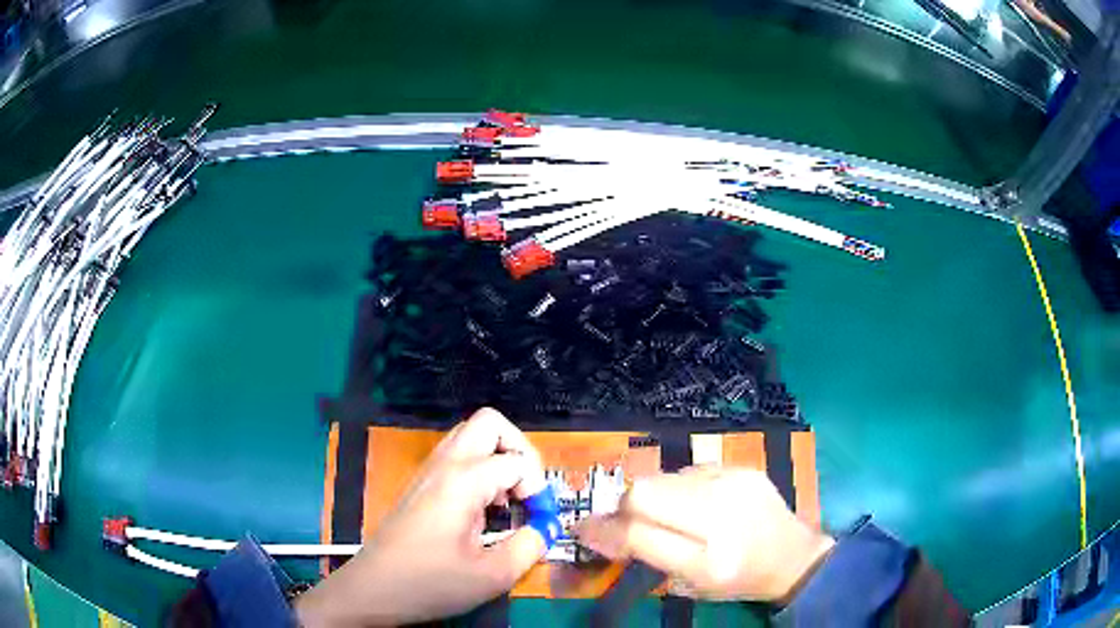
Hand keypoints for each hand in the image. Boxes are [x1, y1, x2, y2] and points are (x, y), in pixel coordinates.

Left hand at [295, 408, 547, 626]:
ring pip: (471, 436)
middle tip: (528, 490)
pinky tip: (482, 509)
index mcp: (463, 481)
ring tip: (507, 501)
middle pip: (490, 423)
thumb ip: (530, 546)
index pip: (518, 461)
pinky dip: (480, 469)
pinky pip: (457, 457)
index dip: (540, 489)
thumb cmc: (431, 583)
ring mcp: (428, 471)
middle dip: (520, 450)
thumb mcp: (492, 575)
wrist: (373, 589)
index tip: (540, 521)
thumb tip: (547, 528)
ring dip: (499, 458)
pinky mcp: (420, 484)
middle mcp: (444, 464)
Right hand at [575, 467, 833, 602]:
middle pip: (645, 491)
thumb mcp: (692, 582)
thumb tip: (599, 532)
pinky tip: (694, 504)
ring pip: (664, 477)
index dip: (604, 529)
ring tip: (667, 516)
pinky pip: (689, 471)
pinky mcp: (740, 466)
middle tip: (624, 525)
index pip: (639, 530)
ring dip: (652, 496)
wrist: (793, 556)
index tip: (583, 531)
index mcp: (709, 554)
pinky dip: (678, 488)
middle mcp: (720, 508)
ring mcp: (733, 479)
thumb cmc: (738, 579)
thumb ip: (646, 554)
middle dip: (625, 508)